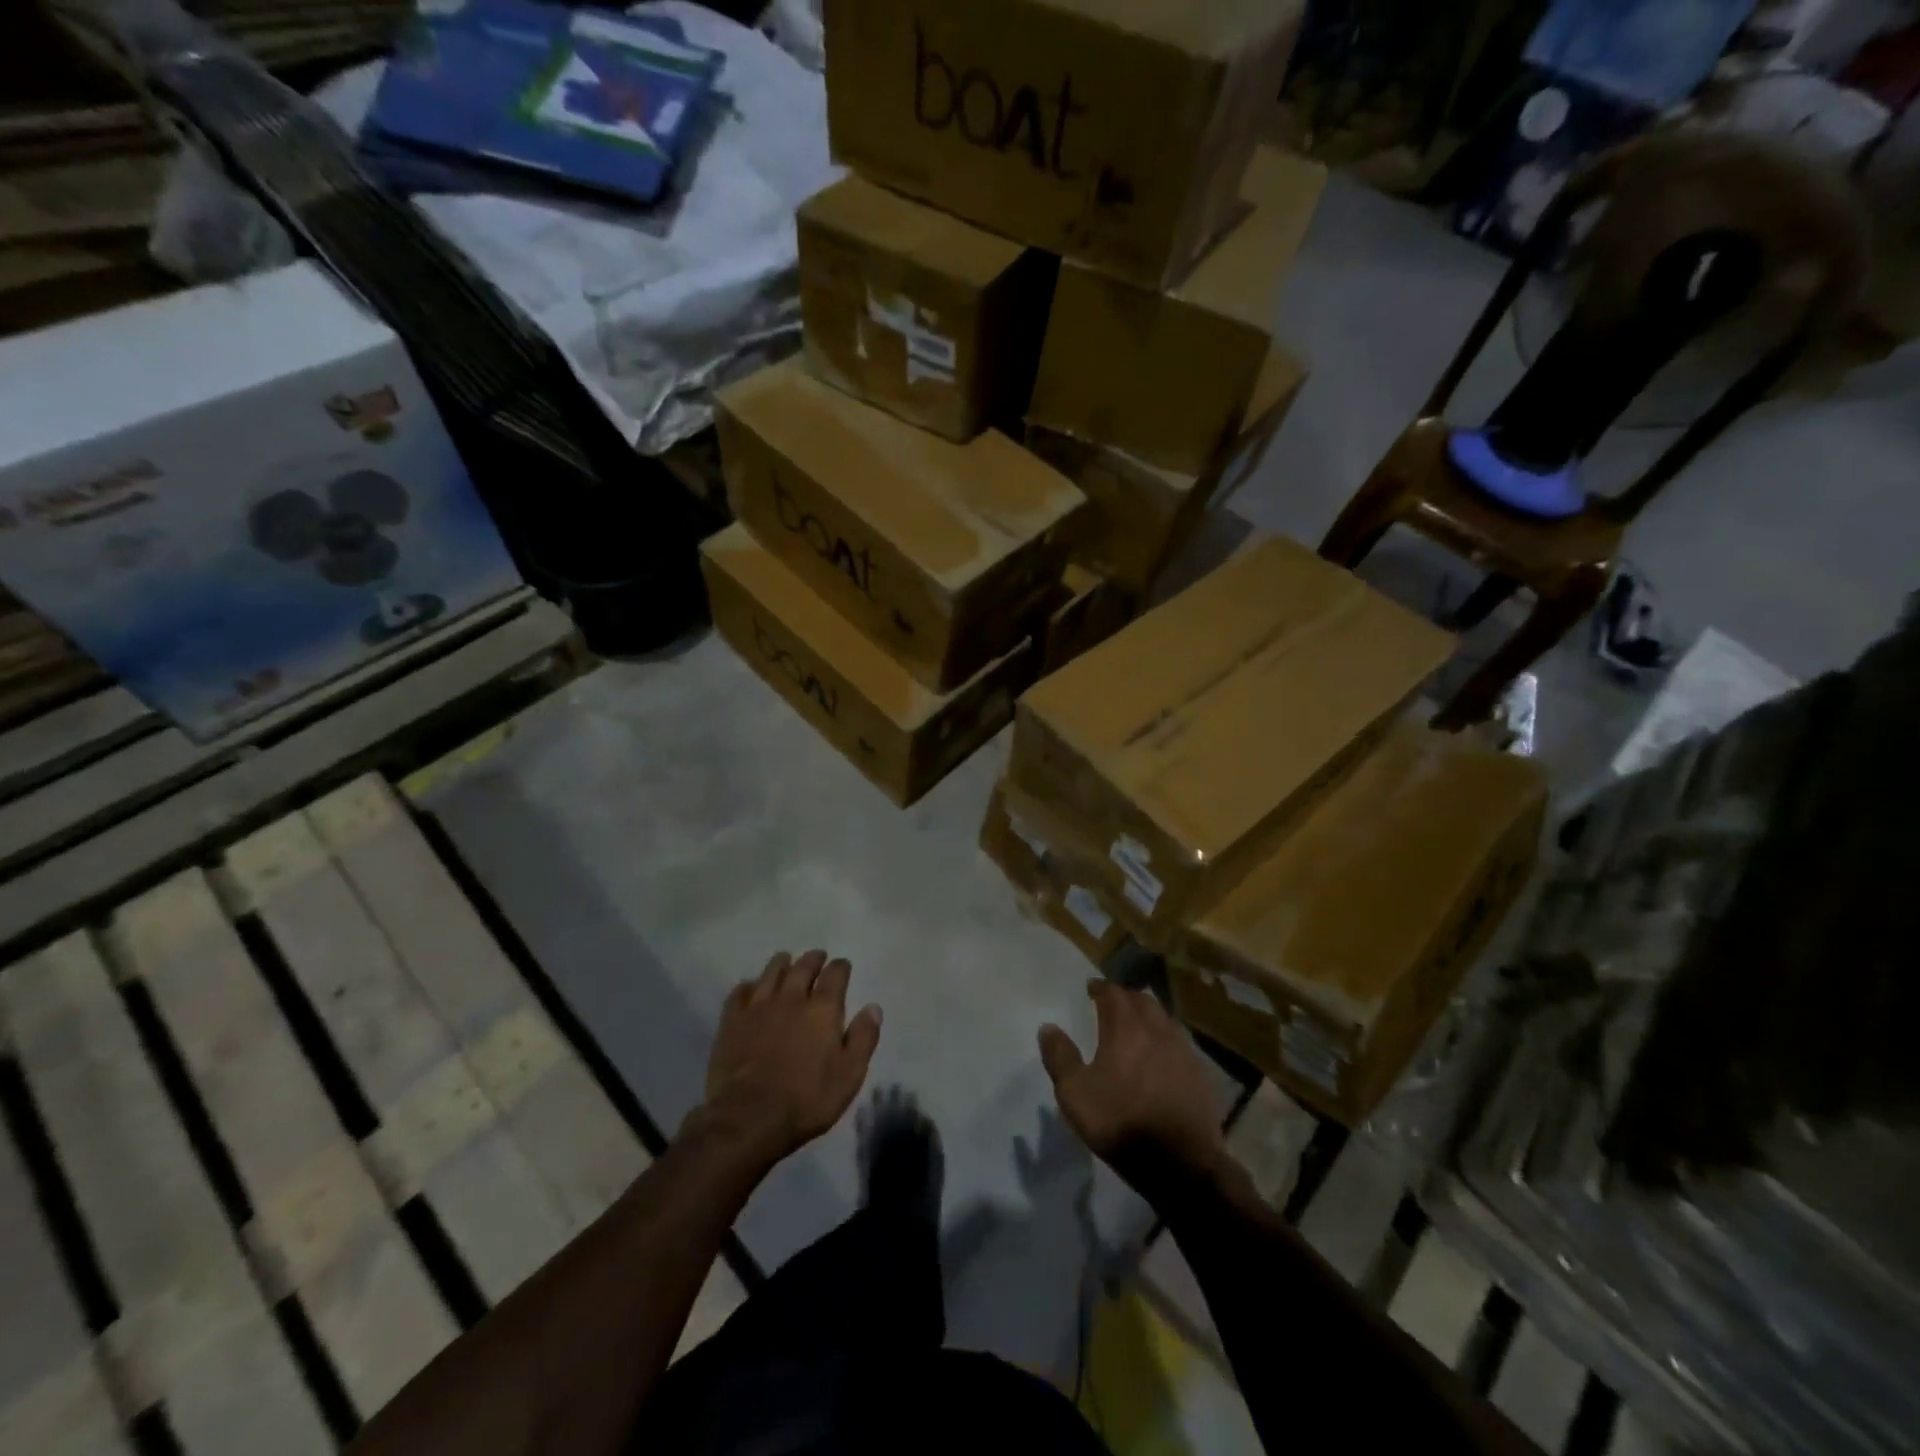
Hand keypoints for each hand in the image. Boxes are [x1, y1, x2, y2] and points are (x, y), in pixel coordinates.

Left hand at [701, 950, 881, 1163]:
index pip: (836, 974)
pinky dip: (749, 985)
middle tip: (817, 957)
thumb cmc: (807, 1100)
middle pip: (803, 967)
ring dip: (782, 964)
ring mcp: (759, 1007)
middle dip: (813, 959)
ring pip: (772, 972)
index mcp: (823, 1009)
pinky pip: (740, 991)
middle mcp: (792, 998)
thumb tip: (873, 1007)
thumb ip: (863, 1038)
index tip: (843, 966)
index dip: (841, 967)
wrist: (749, 1118)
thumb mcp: (849, 1075)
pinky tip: (751, 988)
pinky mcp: (732, 1021)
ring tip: (786, 962)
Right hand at [1039, 981, 1227, 1182]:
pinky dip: (1167, 1040)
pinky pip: (1181, 1043)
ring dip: (1149, 1016)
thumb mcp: (1075, 1093)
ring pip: (1165, 1019)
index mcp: (1126, 1027)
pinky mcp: (1200, 1074)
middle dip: (1126, 998)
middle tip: (1114, 1003)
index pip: (1113, 993)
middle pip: (1143, 1001)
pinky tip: (1163, 1055)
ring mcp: (1184, 1051)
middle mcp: (1157, 1029)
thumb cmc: (1121, 1122)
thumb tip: (1048, 1027)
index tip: (1091, 988)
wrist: (1180, 1163)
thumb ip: (1060, 1057)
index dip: (1101, 988)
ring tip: (1138, 1025)